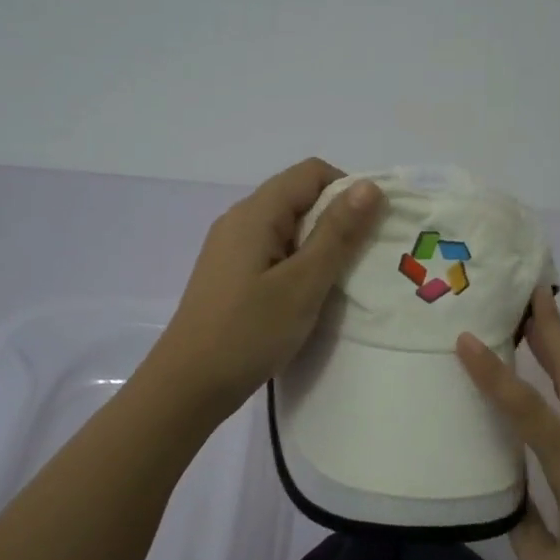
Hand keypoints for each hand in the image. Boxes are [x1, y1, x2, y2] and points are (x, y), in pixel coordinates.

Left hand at [151, 159, 384, 417]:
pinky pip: (274, 251)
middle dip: (338, 218)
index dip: (348, 190)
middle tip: (364, 258)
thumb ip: (337, 233)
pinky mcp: (231, 274)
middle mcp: (240, 220)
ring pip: (288, 227)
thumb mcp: (303, 283)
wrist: (188, 386)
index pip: (312, 172)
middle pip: (299, 196)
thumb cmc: (249, 332)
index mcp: (255, 213)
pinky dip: (300, 262)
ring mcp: (232, 248)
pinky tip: (310, 294)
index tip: (372, 229)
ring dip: (320, 244)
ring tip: (343, 279)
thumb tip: (369, 186)